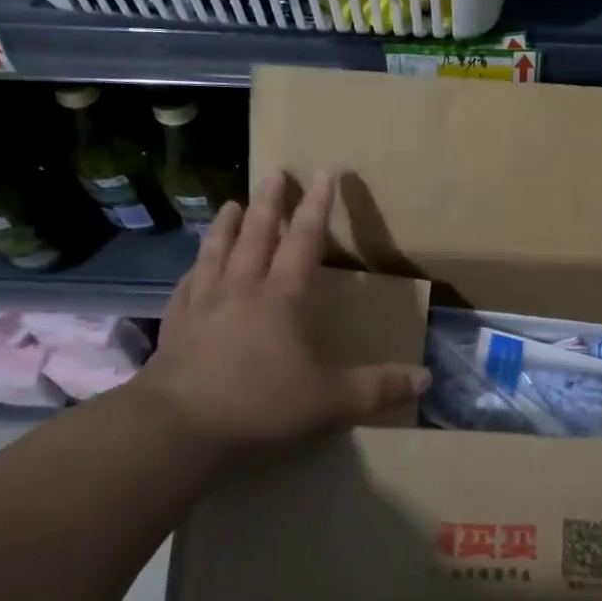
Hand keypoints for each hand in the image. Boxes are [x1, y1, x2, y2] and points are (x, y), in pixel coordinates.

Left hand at [132, 170, 430, 466]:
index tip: (326, 171)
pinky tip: (195, 267)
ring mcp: (203, 304)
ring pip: (217, 252)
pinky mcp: (174, 326)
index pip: (305, 240)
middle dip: (269, 202)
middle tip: (276, 173)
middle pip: (257, 235)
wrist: (175, 429)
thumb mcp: (328, 402)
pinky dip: (195, 268)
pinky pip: (187, 285)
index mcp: (281, 298)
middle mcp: (241, 289)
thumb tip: (426, 378)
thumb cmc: (257, 406)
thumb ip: (377, 388)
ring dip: (227, 225)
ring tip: (231, 203)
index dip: (318, 205)